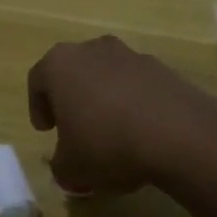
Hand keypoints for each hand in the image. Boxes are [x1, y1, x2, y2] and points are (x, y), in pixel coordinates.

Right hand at [27, 36, 216, 195]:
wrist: (178, 134)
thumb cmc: (107, 143)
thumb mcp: (72, 167)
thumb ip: (60, 165)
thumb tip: (65, 165)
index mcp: (59, 64)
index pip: (38, 80)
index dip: (38, 107)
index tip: (46, 131)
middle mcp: (92, 50)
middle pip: (73, 72)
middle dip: (72, 99)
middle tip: (74, 129)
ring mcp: (130, 55)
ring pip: (106, 76)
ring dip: (104, 100)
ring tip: (112, 135)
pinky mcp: (162, 68)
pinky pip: (137, 86)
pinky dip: (133, 104)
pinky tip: (141, 134)